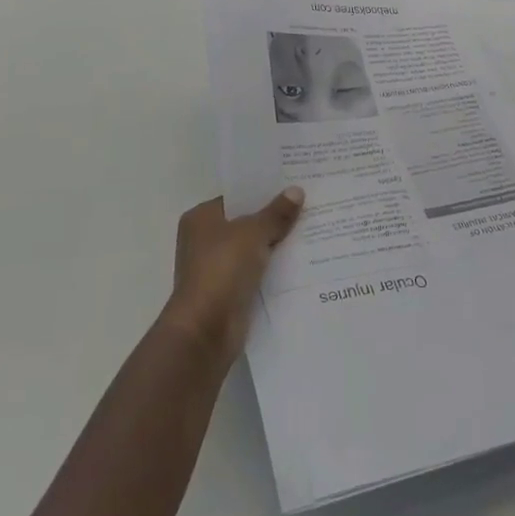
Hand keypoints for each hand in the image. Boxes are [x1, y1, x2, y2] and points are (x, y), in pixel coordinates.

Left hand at [159, 189, 304, 368]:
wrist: (206, 330)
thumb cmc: (222, 269)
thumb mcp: (253, 233)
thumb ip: (276, 213)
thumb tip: (296, 191)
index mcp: (201, 218)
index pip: (236, 197)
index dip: (263, 191)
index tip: (292, 185)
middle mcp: (204, 240)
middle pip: (245, 223)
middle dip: (273, 218)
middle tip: (308, 204)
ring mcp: (216, 268)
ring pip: (253, 249)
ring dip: (276, 245)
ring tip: (312, 230)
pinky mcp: (228, 293)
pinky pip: (256, 273)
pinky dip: (274, 270)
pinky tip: (302, 262)